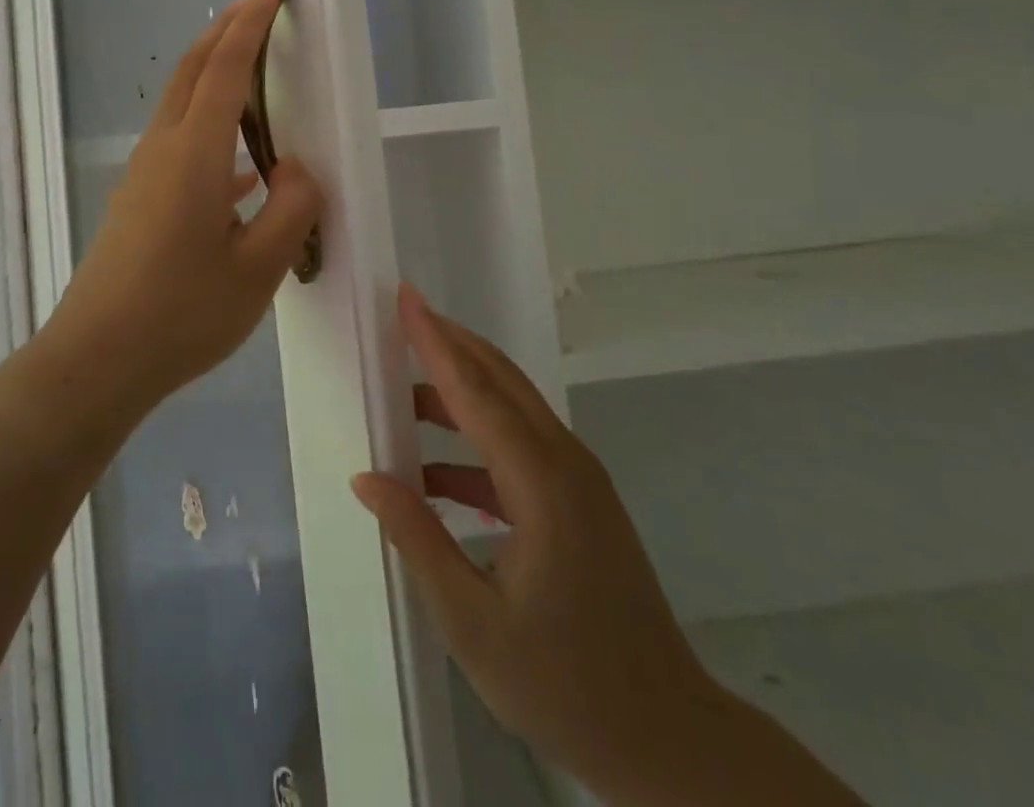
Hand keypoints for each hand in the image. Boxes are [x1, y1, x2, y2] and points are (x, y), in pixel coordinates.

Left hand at [53, 0, 321, 402]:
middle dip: (223, 32)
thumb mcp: (259, 267)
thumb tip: (296, 171)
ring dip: (212, 74)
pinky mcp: (136, 201)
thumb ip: (291, 209)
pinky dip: (209, 129)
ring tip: (250, 71)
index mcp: (194, 155)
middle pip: (191, 72)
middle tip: (256, 6)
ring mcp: (143, 175)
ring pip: (180, 105)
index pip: (224, 71)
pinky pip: (178, 145)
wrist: (96, 361)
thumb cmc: (182, 313)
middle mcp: (162, 151)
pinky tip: (241, 172)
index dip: (249, 25)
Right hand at [351, 285, 710, 796]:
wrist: (666, 737)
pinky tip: (435, 473)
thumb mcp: (472, 622)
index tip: (405, 296)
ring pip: (511, 408)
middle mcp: (564, 461)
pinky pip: (520, 446)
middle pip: (500, 379)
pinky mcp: (580, 499)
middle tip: (401, 317)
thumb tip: (367, 477)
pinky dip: (476, 442)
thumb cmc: (564, 684)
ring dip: (460, 391)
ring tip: (403, 394)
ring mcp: (578, 478)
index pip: (476, 390)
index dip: (435, 341)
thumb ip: (417, 538)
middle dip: (450, 343)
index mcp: (541, 482)